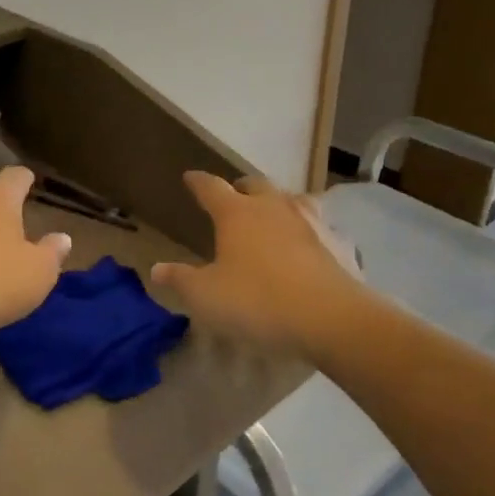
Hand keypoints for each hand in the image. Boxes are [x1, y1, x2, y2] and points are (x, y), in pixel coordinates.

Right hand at [153, 172, 369, 356]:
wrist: (330, 318)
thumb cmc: (258, 301)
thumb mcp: (207, 296)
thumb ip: (181, 279)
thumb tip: (157, 269)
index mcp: (236, 213)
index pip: (211, 187)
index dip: (198, 182)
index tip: (189, 177)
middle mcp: (272, 207)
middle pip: (254, 184)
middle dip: (241, 187)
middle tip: (232, 195)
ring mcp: (309, 222)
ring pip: (291, 198)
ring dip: (277, 202)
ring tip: (272, 212)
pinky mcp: (337, 242)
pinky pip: (320, 226)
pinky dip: (309, 230)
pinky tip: (310, 243)